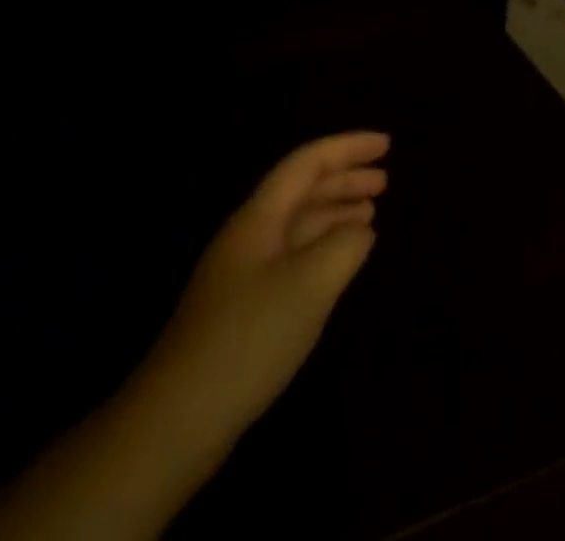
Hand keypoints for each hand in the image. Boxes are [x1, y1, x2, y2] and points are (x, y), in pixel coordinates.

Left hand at [0, 132, 389, 540]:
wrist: (177, 420)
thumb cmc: (249, 337)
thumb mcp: (311, 283)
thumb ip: (345, 245)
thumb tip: (361, 230)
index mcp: (260, 217)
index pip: (307, 163)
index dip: (348, 148)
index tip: (387, 144)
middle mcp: (250, 234)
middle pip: (302, 189)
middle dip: (344, 178)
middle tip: (386, 180)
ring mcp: (244, 271)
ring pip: (298, 224)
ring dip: (336, 212)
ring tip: (372, 214)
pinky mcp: (244, 307)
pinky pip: (294, 255)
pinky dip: (324, 246)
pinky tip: (341, 261)